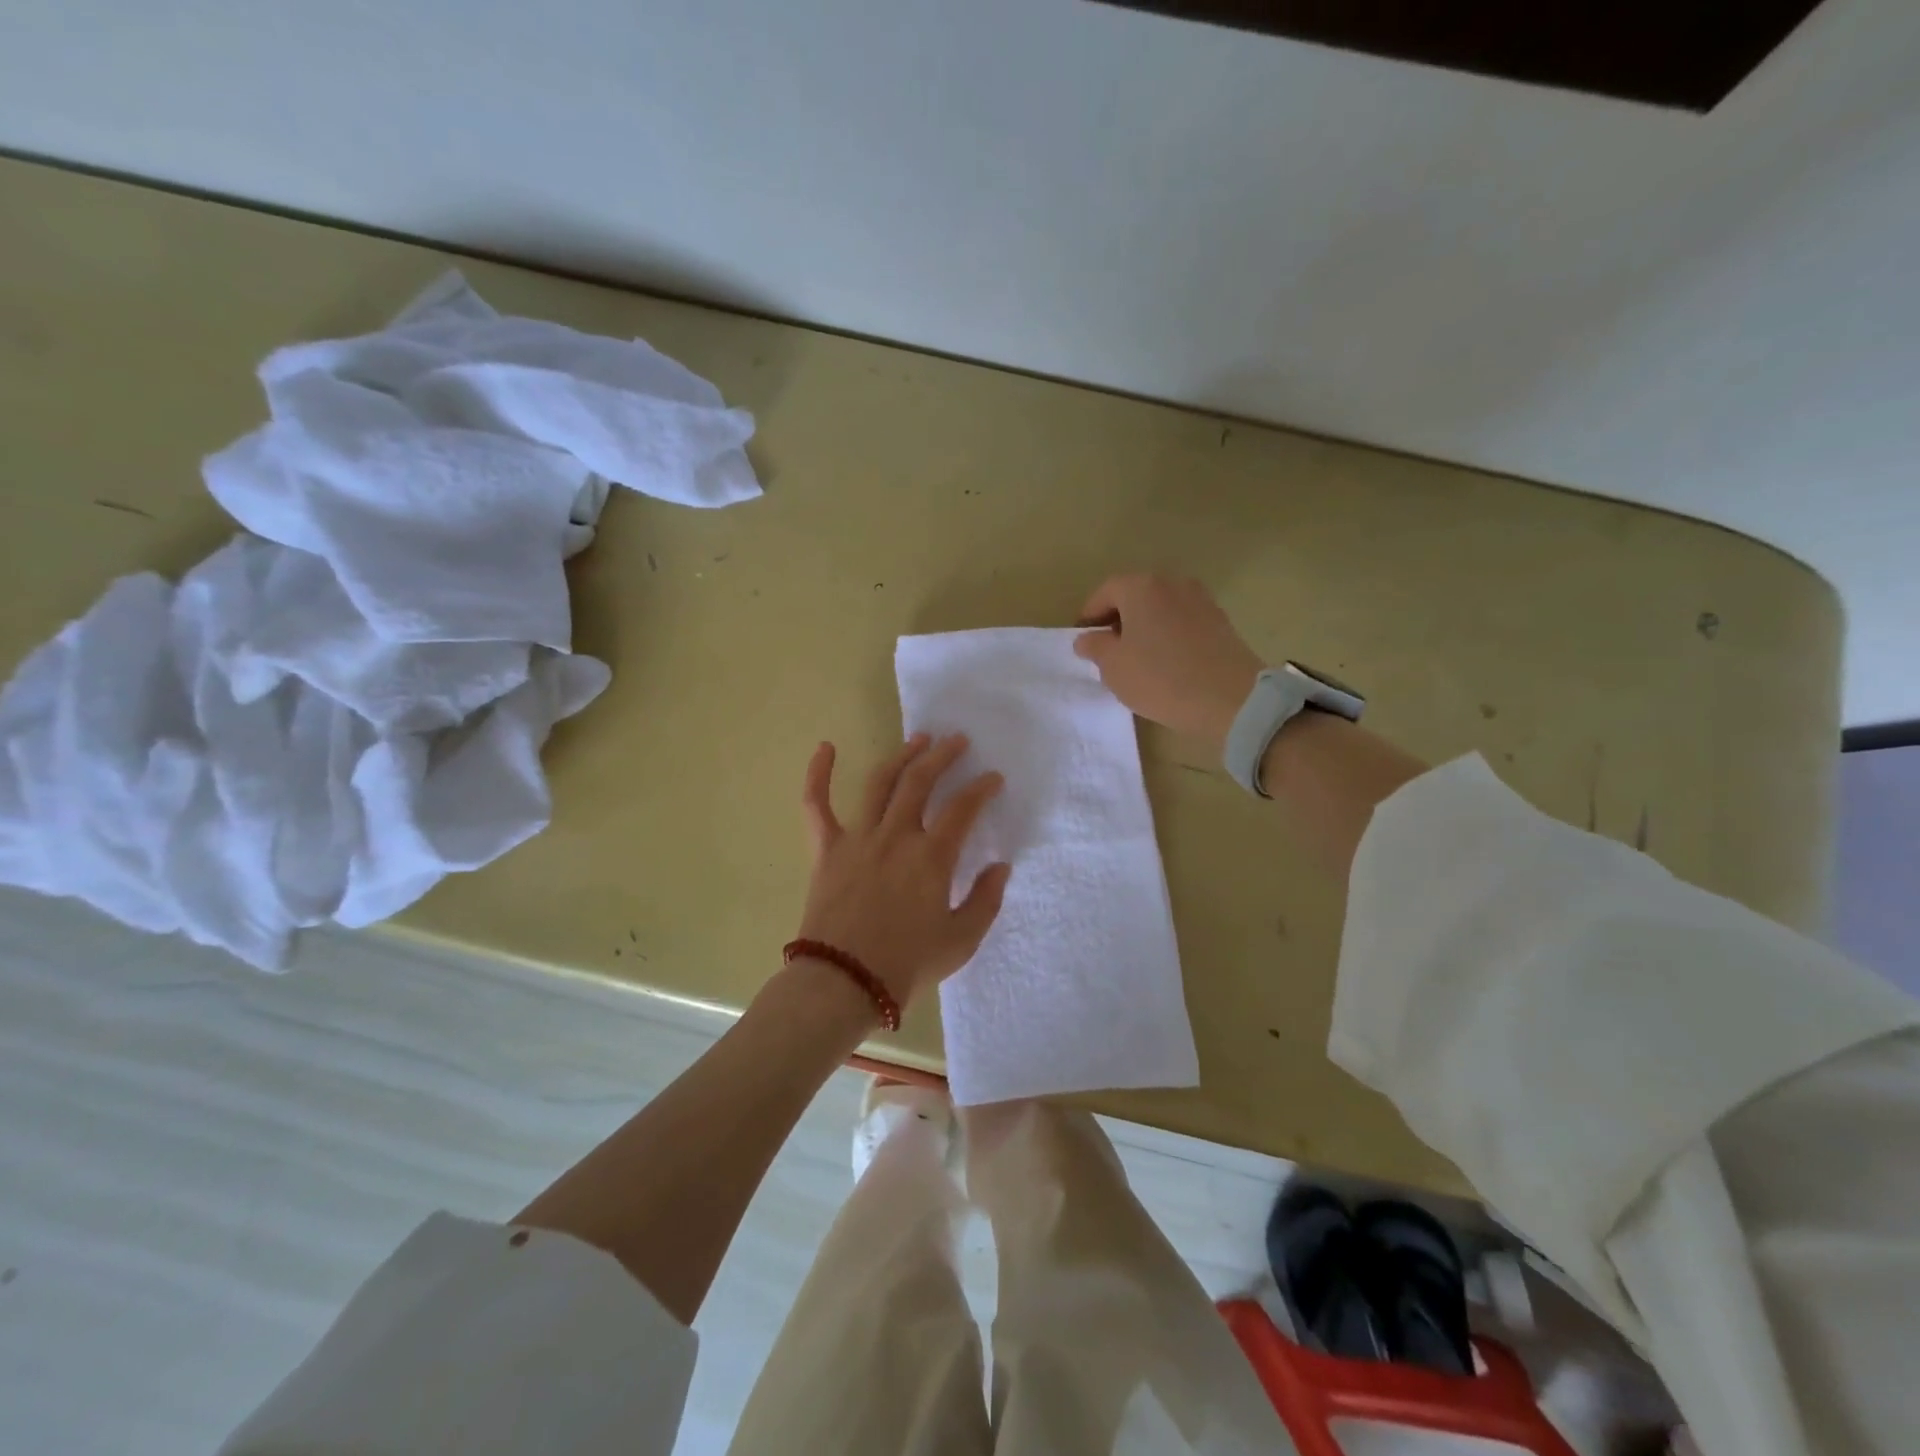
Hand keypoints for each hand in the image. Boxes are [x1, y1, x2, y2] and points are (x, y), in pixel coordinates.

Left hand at [796, 733, 1011, 1010]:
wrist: (843, 984)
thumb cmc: (906, 965)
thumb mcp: (961, 941)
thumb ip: (985, 901)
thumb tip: (999, 867)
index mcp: (932, 857)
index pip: (963, 808)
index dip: (982, 788)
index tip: (993, 778)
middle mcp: (896, 836)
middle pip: (921, 782)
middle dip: (943, 756)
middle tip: (957, 741)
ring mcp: (858, 838)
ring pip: (880, 783)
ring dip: (901, 756)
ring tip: (917, 740)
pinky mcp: (826, 850)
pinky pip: (817, 805)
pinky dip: (818, 774)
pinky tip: (825, 747)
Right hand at [1073, 574, 1263, 748]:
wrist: (1229, 699)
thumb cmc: (1160, 678)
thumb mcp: (1113, 667)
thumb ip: (1094, 647)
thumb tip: (1087, 638)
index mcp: (1141, 587)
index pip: (1105, 593)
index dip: (1089, 616)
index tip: (1084, 641)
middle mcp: (1172, 583)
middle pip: (1135, 595)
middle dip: (1118, 619)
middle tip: (1108, 650)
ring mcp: (1200, 599)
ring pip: (1160, 608)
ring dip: (1144, 627)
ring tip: (1137, 659)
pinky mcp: (1220, 620)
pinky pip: (1182, 621)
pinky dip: (1168, 635)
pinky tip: (1166, 662)